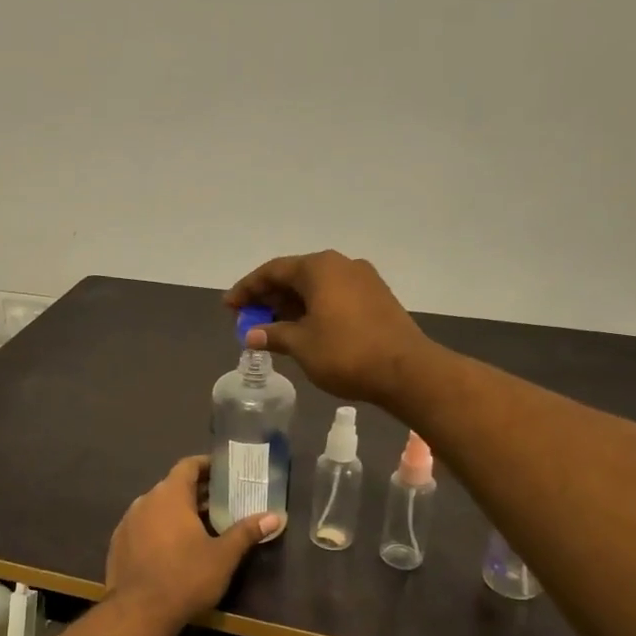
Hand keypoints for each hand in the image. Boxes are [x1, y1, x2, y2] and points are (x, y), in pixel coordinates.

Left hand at [105, 456, 276, 624]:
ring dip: (177, 511)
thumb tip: (275, 516)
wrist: (139, 613)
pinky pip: (143, 526)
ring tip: (200, 526)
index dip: (207, 465)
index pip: (188, 466)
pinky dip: (159, 529)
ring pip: (157, 507)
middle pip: (173, 486)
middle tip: (221, 502)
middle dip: (197, 492)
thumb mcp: (223, 556)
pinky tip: (172, 548)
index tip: (224, 471)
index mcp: (170, 495)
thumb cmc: (186, 577)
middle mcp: (145, 501)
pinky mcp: (118, 544)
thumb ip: (247, 532)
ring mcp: (128, 522)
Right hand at [224, 250, 432, 403]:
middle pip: (295, 275)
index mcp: (320, 268)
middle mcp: (341, 265)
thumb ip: (273, 334)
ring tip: (271, 326)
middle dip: (269, 297)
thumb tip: (252, 334)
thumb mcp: (302, 345)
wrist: (406, 371)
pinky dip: (313, 309)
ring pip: (316, 287)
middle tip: (247, 318)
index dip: (247, 288)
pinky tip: (303, 329)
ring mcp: (363, 280)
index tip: (229, 306)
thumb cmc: (346, 353)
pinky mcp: (377, 298)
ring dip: (291, 305)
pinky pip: (334, 296)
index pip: (273, 271)